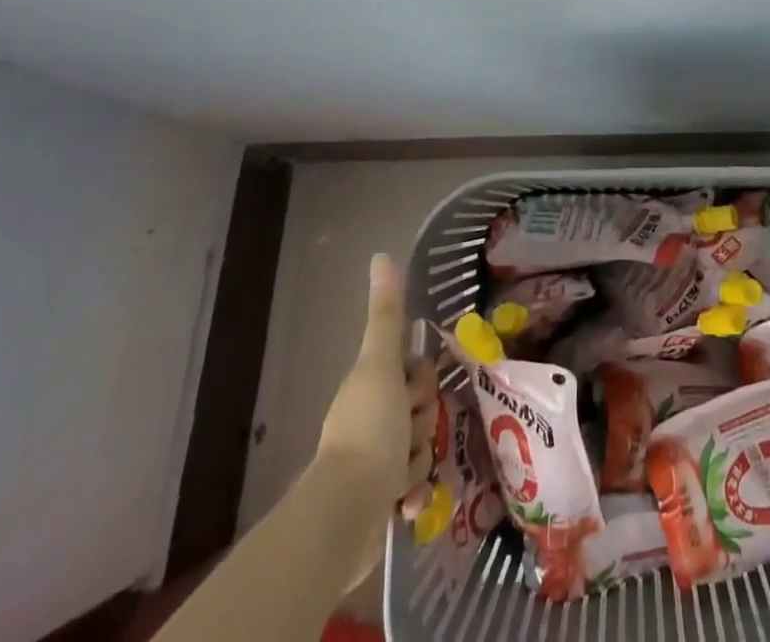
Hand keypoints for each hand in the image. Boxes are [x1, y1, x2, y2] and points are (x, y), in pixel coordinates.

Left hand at [315, 253, 438, 582]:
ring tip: (404, 476)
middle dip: (423, 424)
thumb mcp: (381, 365)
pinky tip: (407, 504)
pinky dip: (414, 496)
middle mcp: (372, 421)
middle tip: (410, 435)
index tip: (413, 394)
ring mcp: (375, 464)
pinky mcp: (379, 504)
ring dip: (419, 462)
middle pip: (421, 410)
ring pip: (421, 448)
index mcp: (371, 387)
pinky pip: (414, 489)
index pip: (414, 372)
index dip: (421, 381)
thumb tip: (381, 255)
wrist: (346, 515)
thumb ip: (388, 314)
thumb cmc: (369, 430)